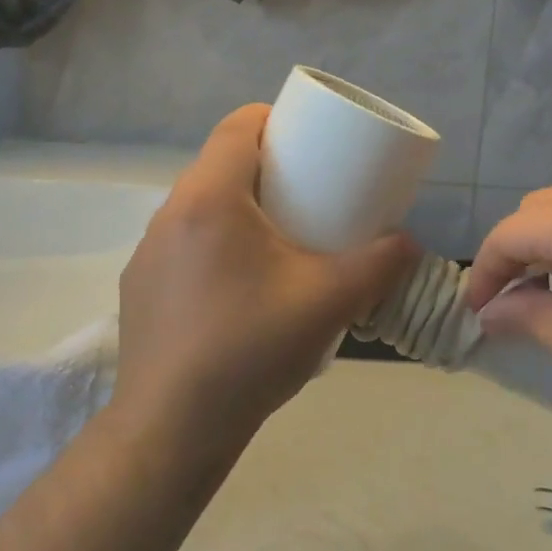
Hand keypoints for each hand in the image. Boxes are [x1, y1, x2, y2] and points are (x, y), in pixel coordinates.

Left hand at [113, 105, 418, 457]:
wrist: (172, 430)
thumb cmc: (250, 349)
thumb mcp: (329, 302)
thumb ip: (379, 265)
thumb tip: (410, 243)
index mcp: (209, 198)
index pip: (237, 126)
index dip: (274, 119)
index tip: (309, 140)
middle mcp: (169, 213)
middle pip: (219, 164)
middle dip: (265, 166)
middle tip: (307, 192)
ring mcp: (148, 252)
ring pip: (200, 205)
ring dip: (238, 206)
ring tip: (278, 239)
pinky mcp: (141, 287)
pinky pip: (183, 242)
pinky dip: (215, 242)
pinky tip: (239, 286)